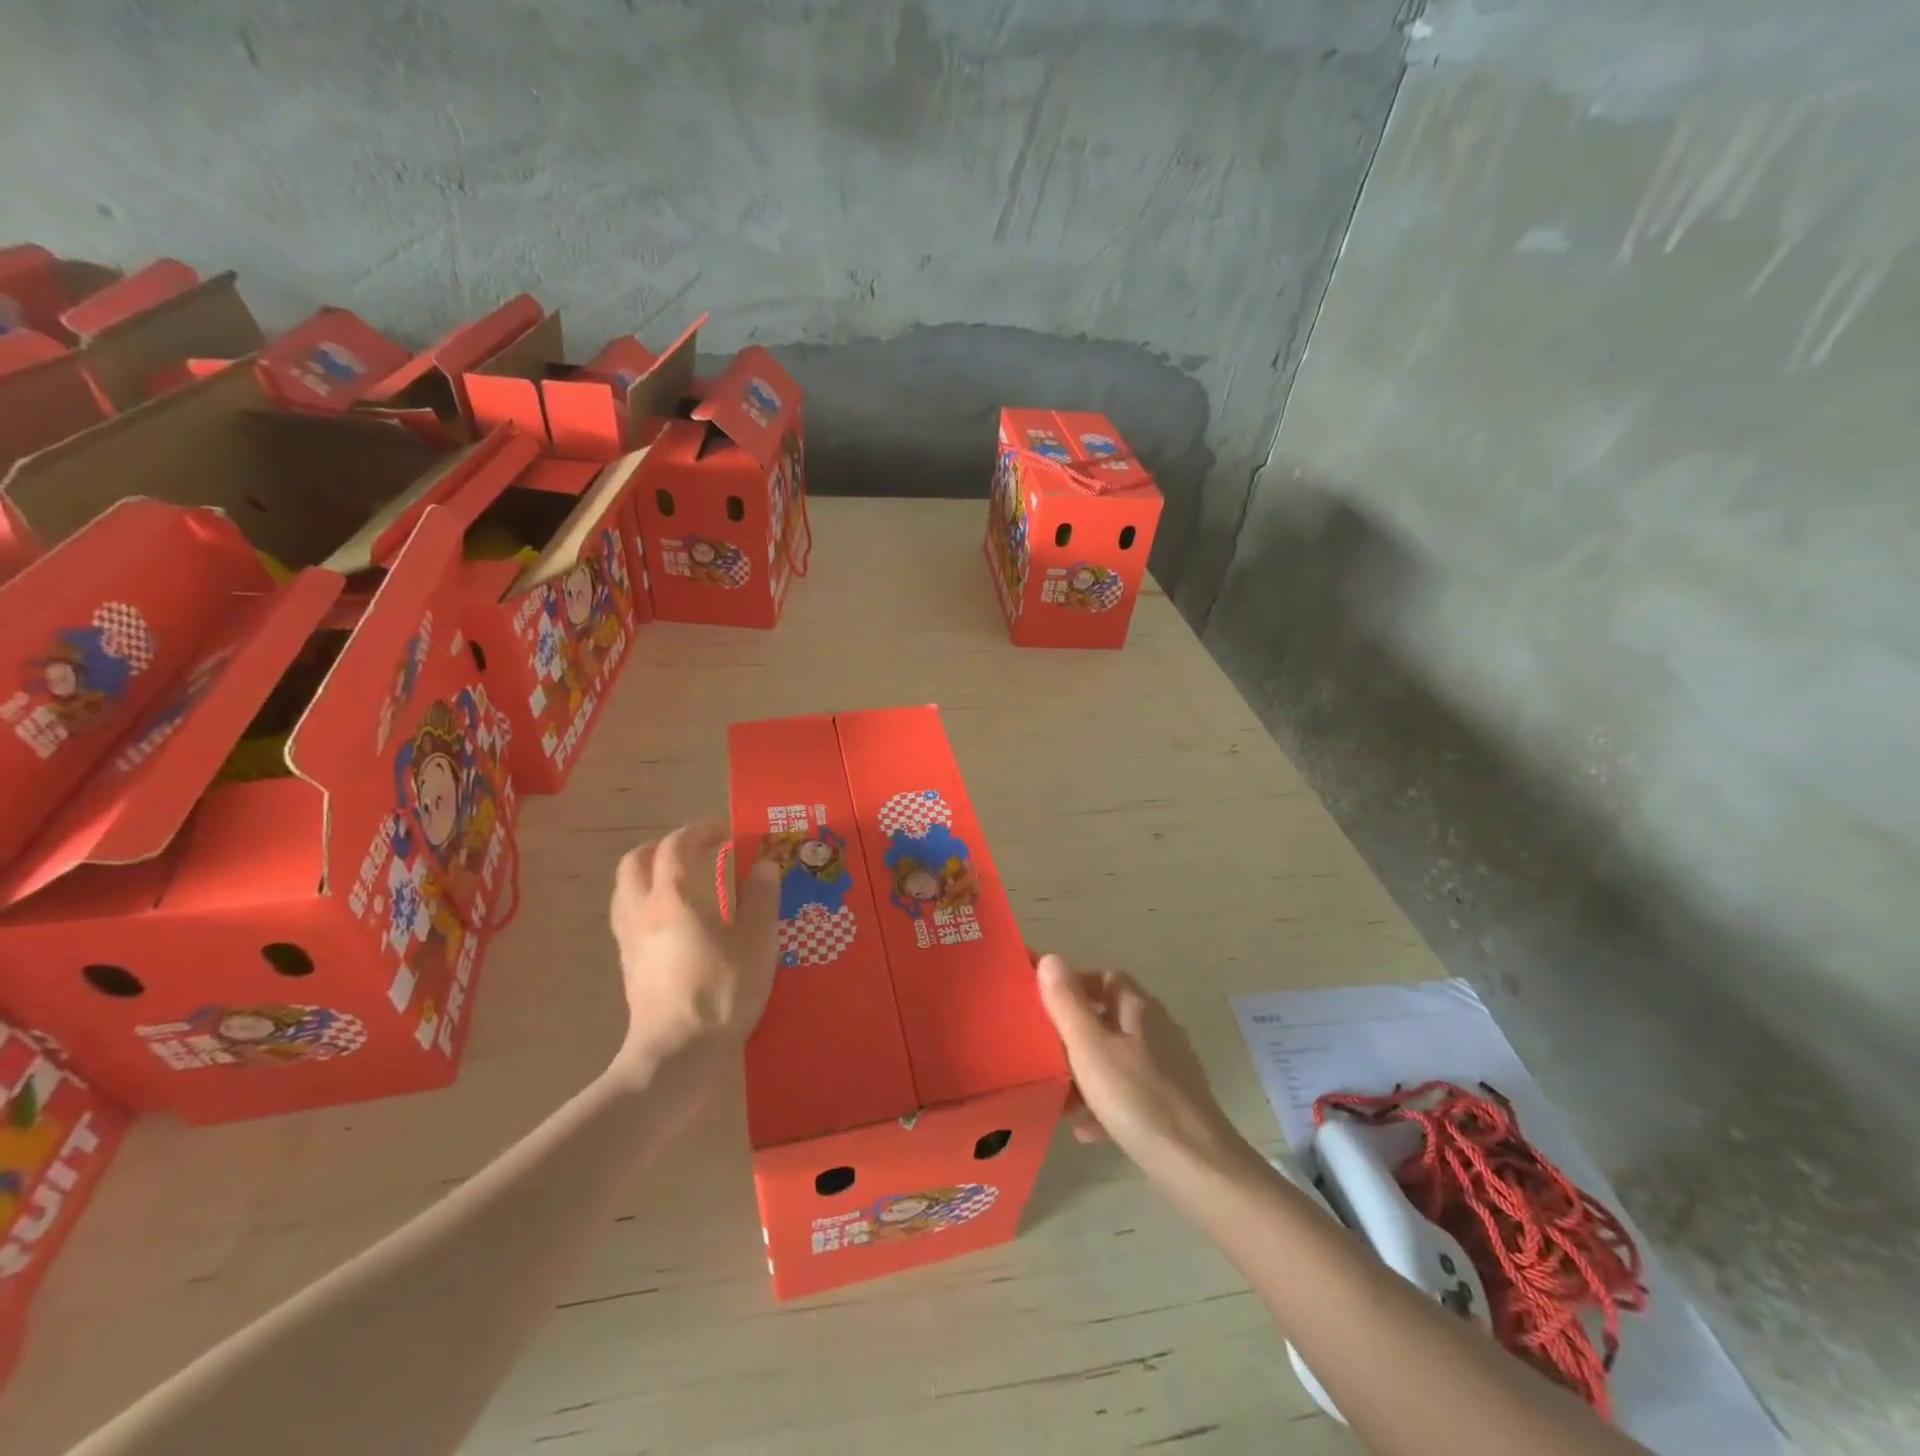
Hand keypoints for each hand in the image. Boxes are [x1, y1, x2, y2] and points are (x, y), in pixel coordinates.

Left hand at [608, 821, 780, 1070]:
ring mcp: (629, 940)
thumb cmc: (721, 993)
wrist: (676, 1055)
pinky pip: (627, 915)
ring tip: (682, 880)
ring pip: (625, 889)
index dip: (700, 831)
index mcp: (674, 898)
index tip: (726, 832)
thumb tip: (765, 864)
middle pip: (636, 861)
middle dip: (664, 847)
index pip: (676, 847)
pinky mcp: (628, 965)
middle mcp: (643, 911)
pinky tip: (672, 920)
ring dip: (650, 872)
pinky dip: (646, 901)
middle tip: (697, 850)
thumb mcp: (756, 943)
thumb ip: (761, 899)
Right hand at [1036, 954, 1255, 1183]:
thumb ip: (1067, 1004)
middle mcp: (1158, 1030)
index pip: (1105, 978)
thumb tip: (1050, 958)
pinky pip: (1129, 1093)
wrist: (1197, 1166)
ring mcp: (1168, 1068)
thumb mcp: (1090, 1049)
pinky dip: (1105, 1103)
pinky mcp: (1172, 1103)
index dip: (1074, 984)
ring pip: (1118, 1057)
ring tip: (1058, 1093)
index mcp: (1140, 1009)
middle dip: (1076, 1031)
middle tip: (1043, 1049)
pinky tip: (1084, 1128)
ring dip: (1087, 1070)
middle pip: (1110, 1017)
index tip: (1043, 1003)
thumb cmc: (1137, 1099)